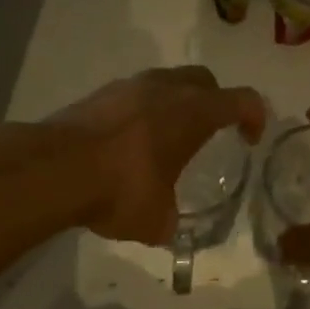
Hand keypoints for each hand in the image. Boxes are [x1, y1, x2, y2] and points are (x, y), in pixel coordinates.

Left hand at [50, 67, 266, 245]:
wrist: (55, 169)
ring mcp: (130, 86)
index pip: (242, 100)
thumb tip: (168, 227)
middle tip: (210, 131)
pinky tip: (130, 141)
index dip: (255, 117)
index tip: (248, 140)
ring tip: (167, 136)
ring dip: (176, 102)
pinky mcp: (100, 93)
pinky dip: (143, 110)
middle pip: (205, 81)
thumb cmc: (120, 189)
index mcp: (194, 112)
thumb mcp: (155, 219)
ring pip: (167, 81)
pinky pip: (135, 93)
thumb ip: (169, 220)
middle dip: (216, 101)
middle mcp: (166, 88)